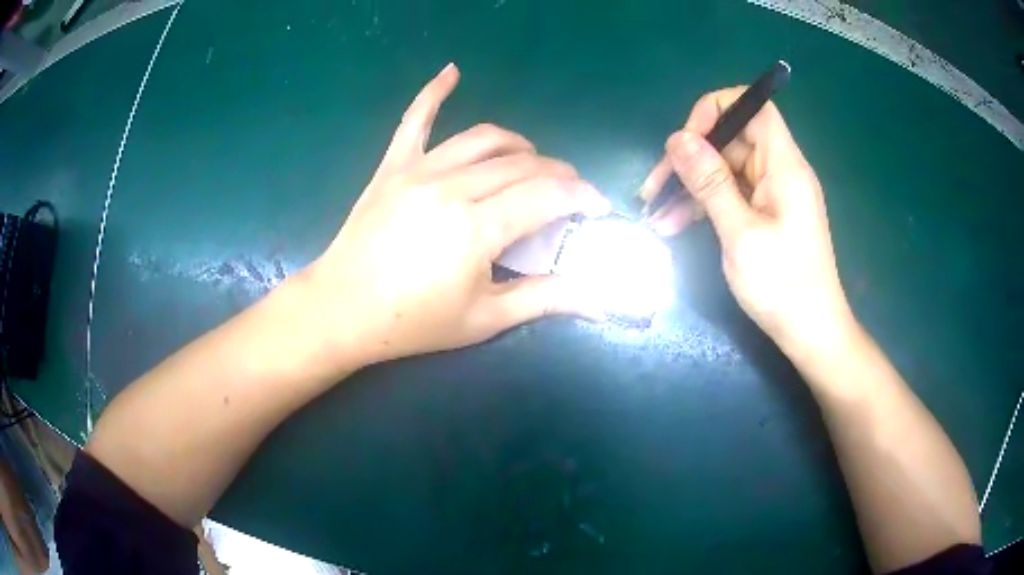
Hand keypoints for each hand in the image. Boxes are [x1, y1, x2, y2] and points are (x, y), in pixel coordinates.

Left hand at [304, 64, 609, 367]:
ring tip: (532, 161)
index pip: (547, 196)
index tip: (598, 206)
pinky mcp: (393, 166)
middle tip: (570, 193)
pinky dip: (434, 92)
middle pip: (522, 164)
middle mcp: (452, 188)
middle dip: (558, 173)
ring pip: (483, 139)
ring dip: (518, 145)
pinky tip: (452, 71)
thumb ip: (544, 299)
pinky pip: (415, 119)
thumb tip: (598, 300)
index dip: (582, 197)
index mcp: (477, 228)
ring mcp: (419, 170)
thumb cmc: (413, 323)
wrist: (342, 310)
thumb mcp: (484, 319)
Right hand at [640, 88, 853, 354]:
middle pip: (732, 139)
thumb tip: (678, 138)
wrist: (811, 332)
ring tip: (655, 213)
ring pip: (724, 169)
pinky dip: (703, 205)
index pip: (753, 107)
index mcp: (784, 166)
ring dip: (689, 186)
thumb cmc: (782, 287)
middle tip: (654, 187)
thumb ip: (710, 182)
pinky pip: (730, 195)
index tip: (686, 139)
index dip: (717, 110)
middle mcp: (780, 171)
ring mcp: (772, 193)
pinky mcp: (765, 214)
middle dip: (690, 157)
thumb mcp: (740, 234)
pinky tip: (673, 225)